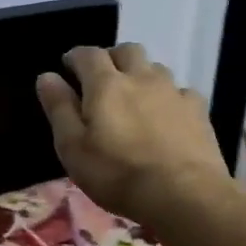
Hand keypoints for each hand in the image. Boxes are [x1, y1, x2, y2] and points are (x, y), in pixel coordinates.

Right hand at [35, 44, 234, 223]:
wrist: (182, 194)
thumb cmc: (116, 174)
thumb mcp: (72, 147)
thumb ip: (59, 108)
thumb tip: (46, 76)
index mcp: (105, 85)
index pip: (88, 54)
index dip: (75, 57)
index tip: (67, 67)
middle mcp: (141, 77)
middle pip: (126, 51)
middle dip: (111, 58)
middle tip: (101, 79)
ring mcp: (173, 92)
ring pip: (155, 68)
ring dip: (141, 74)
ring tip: (134, 97)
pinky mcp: (198, 110)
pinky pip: (180, 92)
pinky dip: (168, 97)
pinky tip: (166, 116)